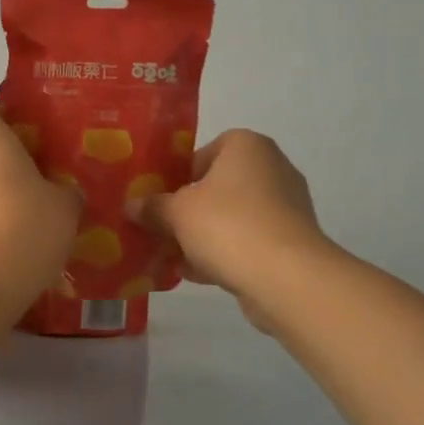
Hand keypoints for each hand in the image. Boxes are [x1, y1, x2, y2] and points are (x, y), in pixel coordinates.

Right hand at [129, 130, 328, 326]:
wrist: (286, 278)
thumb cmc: (228, 226)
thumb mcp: (177, 213)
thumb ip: (152, 206)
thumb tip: (132, 205)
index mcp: (246, 145)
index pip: (203, 152)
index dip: (177, 176)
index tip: (159, 200)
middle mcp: (272, 167)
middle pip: (217, 186)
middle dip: (189, 210)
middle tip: (161, 229)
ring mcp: (286, 206)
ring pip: (232, 217)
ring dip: (203, 235)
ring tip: (173, 256)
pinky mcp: (291, 241)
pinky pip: (248, 241)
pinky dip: (224, 253)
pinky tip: (195, 274)